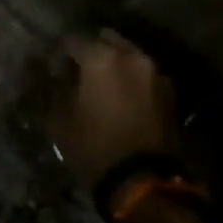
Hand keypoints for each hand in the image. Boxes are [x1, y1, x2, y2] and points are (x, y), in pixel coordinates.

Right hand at [51, 30, 178, 187]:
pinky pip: (144, 76)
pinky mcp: (170, 93)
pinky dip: (132, 81)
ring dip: (115, 65)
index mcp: (100, 58)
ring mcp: (155, 73)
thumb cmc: (95, 148)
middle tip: (79, 73)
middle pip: (107, 40)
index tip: (51, 69)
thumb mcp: (60, 120)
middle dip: (92, 51)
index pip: (72, 41)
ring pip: (129, 56)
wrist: (144, 182)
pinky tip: (123, 100)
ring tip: (103, 87)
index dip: (59, 54)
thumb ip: (56, 89)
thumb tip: (56, 77)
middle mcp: (131, 56)